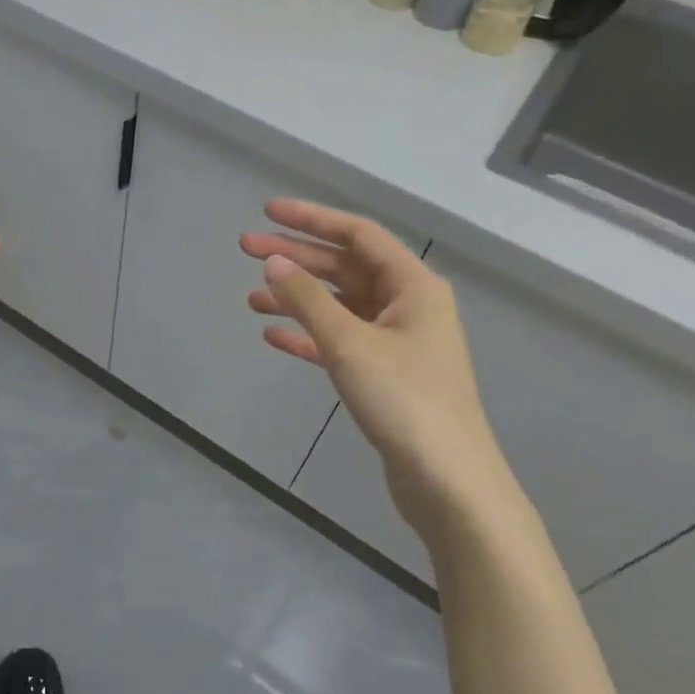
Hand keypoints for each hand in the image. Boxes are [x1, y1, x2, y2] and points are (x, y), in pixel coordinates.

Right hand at [241, 200, 531, 555]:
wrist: (447, 481)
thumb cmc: (404, 401)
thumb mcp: (350, 344)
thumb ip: (309, 299)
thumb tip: (274, 262)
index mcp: (413, 286)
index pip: (358, 235)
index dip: (312, 219)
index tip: (268, 212)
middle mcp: (407, 306)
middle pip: (345, 268)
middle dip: (296, 258)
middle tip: (247, 250)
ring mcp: (397, 342)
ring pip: (339, 306)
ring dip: (298, 298)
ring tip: (252, 298)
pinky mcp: (384, 374)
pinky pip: (339, 341)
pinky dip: (308, 335)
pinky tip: (274, 336)